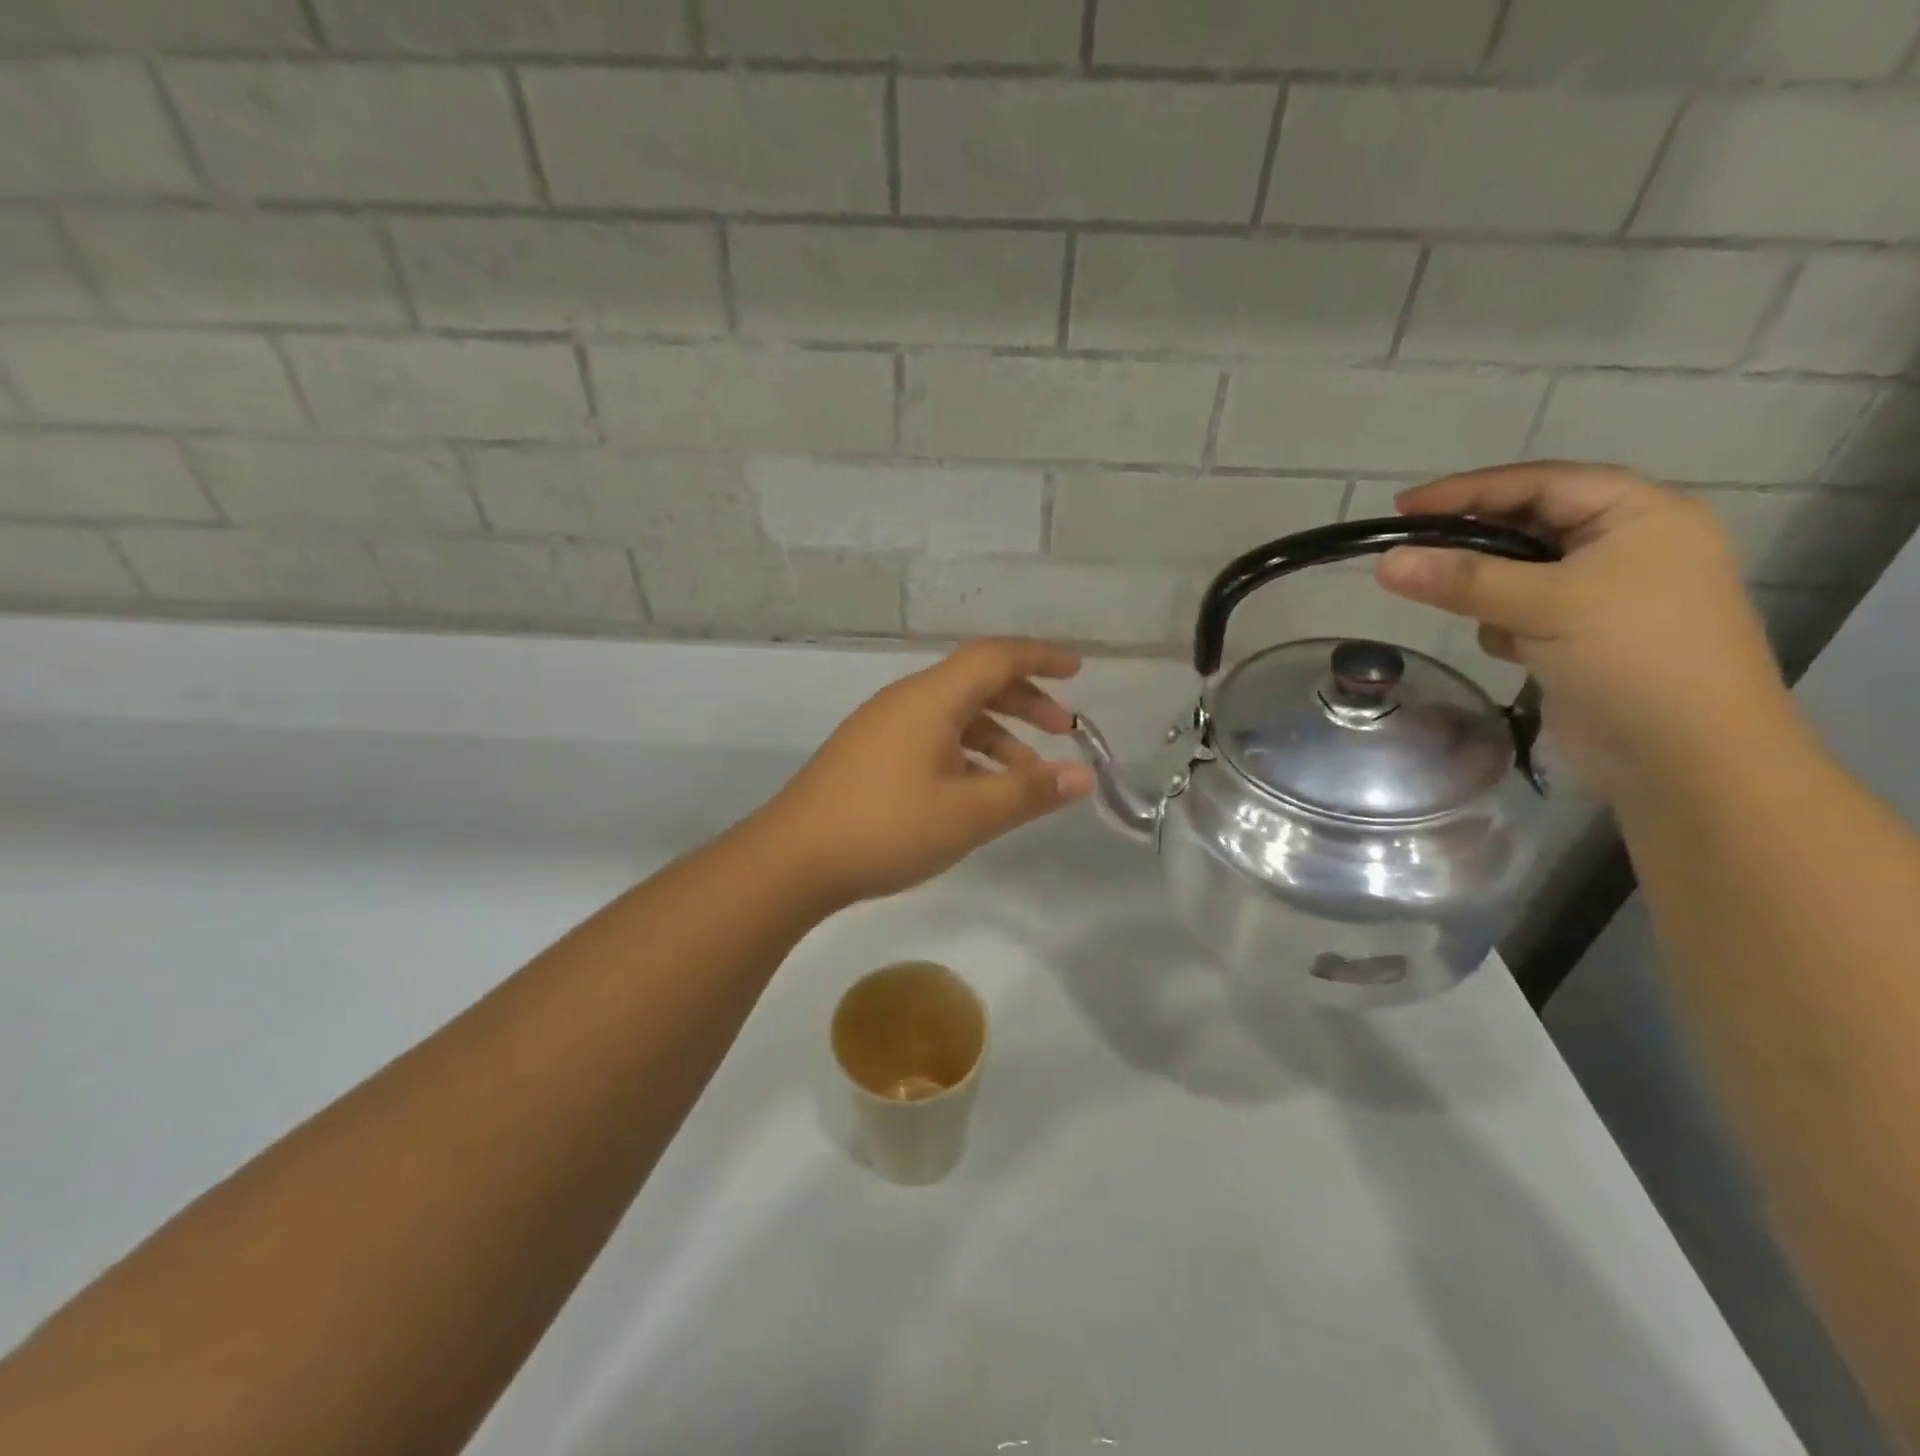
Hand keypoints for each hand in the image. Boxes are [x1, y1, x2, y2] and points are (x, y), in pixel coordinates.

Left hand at [755, 638, 1095, 906]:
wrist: (792, 860)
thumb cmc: (885, 828)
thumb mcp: (967, 815)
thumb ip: (1028, 793)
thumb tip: (1083, 776)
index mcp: (930, 699)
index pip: (995, 657)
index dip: (1041, 657)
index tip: (1079, 670)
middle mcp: (906, 701)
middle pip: (976, 682)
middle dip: (1025, 700)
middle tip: (1063, 729)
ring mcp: (883, 727)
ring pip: (954, 715)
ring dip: (997, 735)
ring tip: (1028, 775)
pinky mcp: (870, 755)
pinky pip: (932, 738)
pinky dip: (967, 754)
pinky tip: (979, 791)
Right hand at [1374, 463, 1792, 800]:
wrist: (1685, 756)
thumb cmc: (1632, 657)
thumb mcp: (1545, 605)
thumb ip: (1461, 580)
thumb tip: (1383, 562)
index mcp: (1639, 514)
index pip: (1539, 483)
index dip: (1468, 491)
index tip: (1402, 507)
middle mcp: (1625, 544)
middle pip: (1527, 525)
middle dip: (1473, 545)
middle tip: (1411, 554)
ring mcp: (1605, 593)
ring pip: (1518, 572)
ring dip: (1489, 591)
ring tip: (1474, 614)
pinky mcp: (1583, 635)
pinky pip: (1523, 610)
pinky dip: (1505, 624)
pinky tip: (1513, 650)